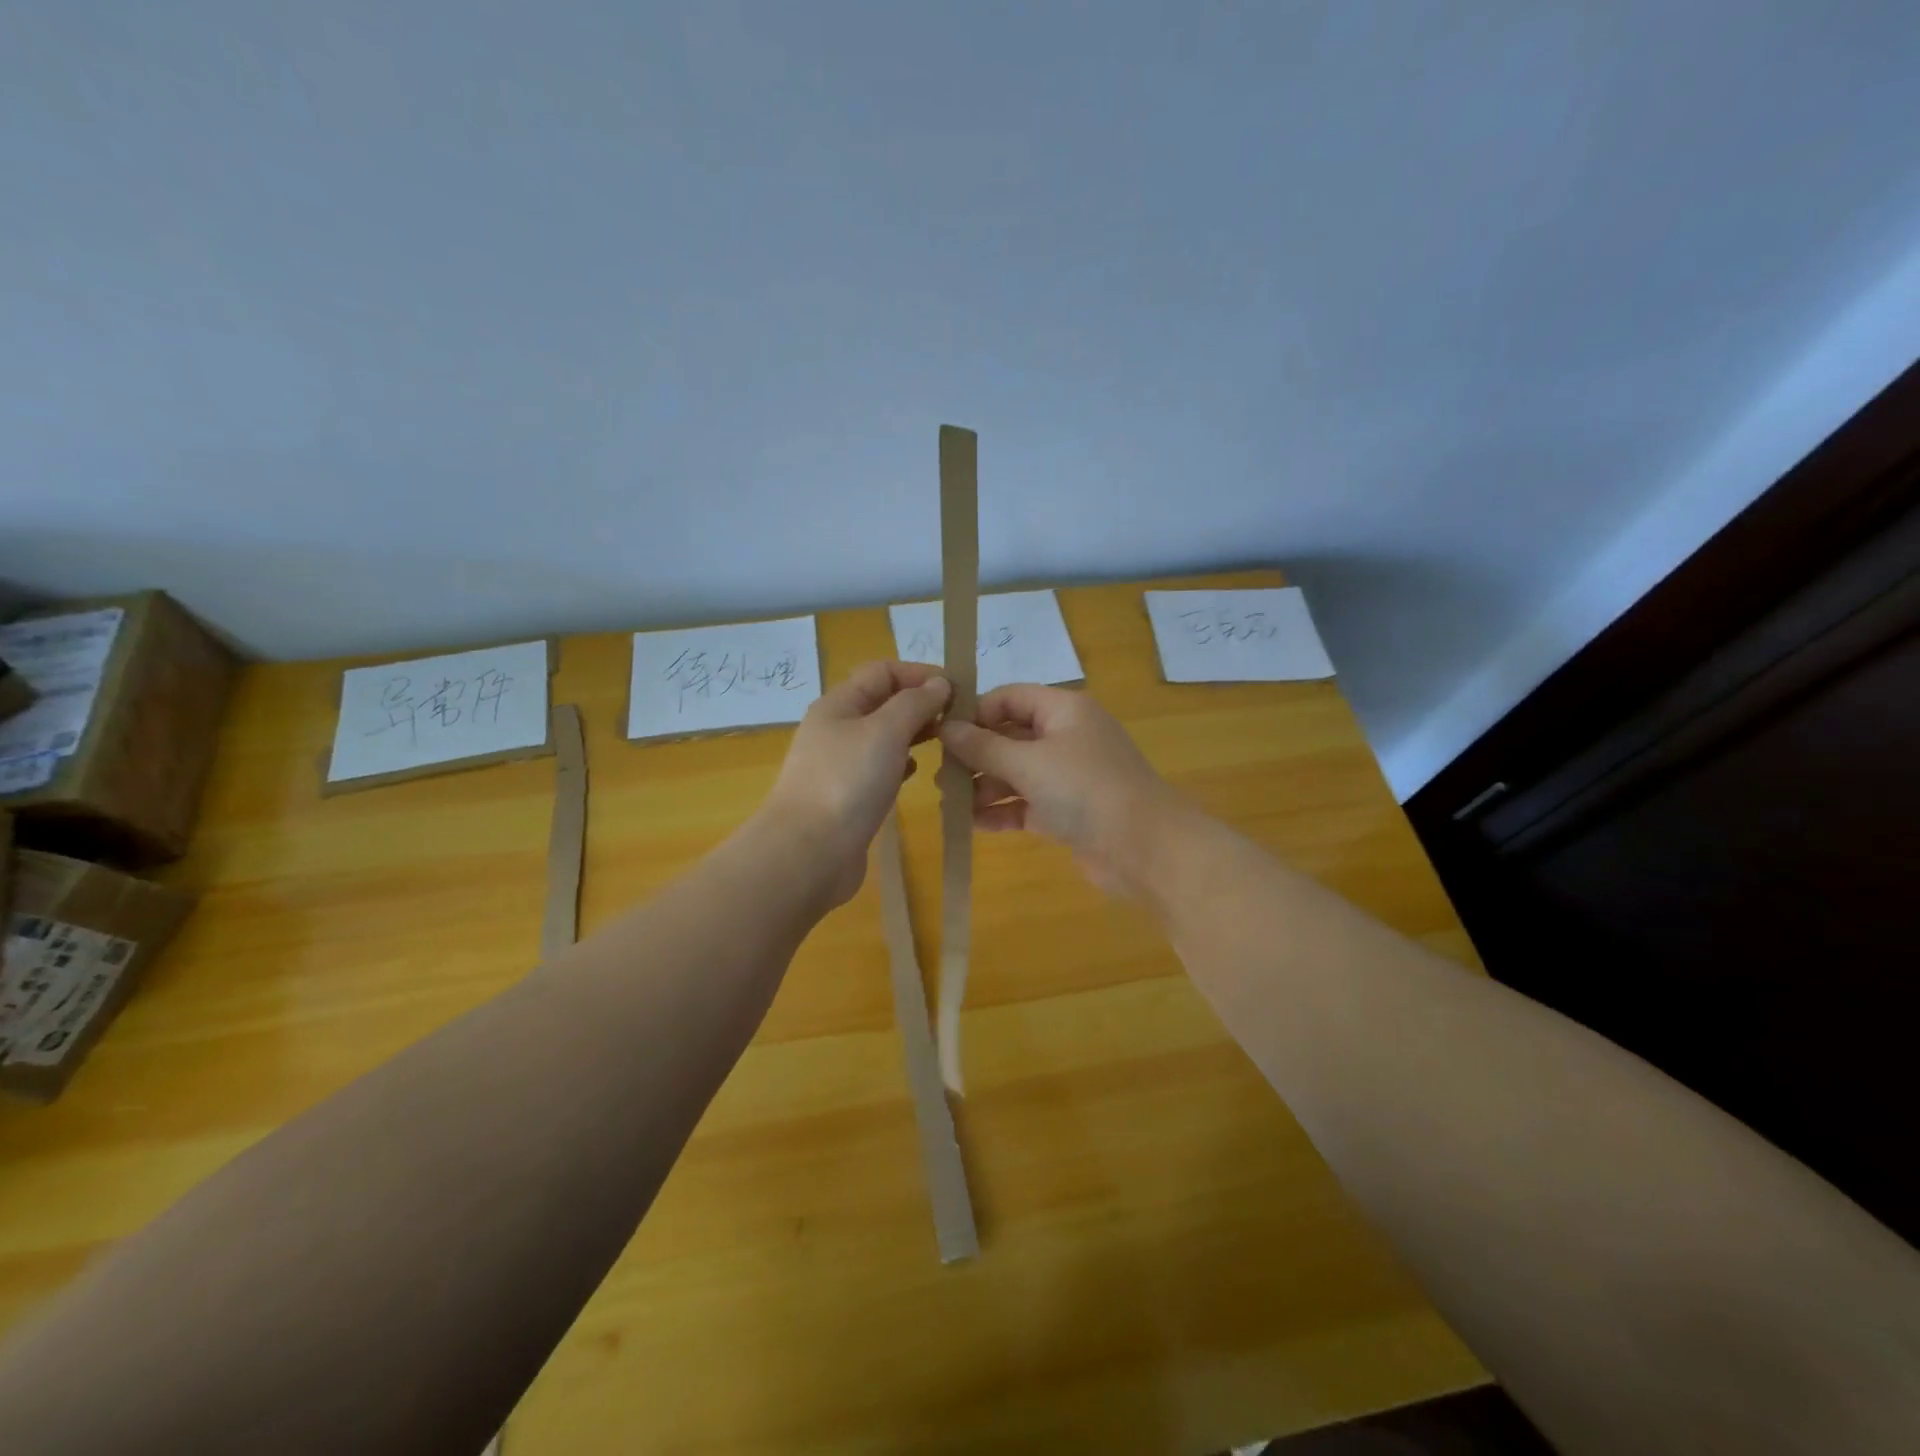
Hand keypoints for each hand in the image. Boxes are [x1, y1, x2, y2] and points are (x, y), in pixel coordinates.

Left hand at [759, 661, 950, 906]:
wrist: (808, 853)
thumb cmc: (847, 783)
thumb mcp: (885, 731)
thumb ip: (915, 703)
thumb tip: (939, 683)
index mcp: (839, 704)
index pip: (883, 671)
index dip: (920, 674)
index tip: (959, 691)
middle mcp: (837, 729)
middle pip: (883, 702)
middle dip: (921, 704)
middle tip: (960, 720)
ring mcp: (840, 764)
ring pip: (884, 736)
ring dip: (915, 734)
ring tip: (947, 744)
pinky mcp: (847, 796)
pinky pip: (880, 768)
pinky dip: (903, 764)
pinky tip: (919, 773)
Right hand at [939, 684, 1185, 897]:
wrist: (1146, 849)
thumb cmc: (1085, 790)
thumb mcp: (1028, 763)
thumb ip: (983, 747)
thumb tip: (946, 728)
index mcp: (1063, 710)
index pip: (1010, 698)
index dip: (975, 713)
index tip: (941, 734)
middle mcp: (1066, 737)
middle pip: (1010, 737)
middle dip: (975, 755)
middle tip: (940, 775)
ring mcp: (1069, 776)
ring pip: (1017, 773)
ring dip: (985, 786)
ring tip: (950, 804)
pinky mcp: (1068, 811)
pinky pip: (1027, 804)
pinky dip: (1003, 811)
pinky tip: (973, 824)